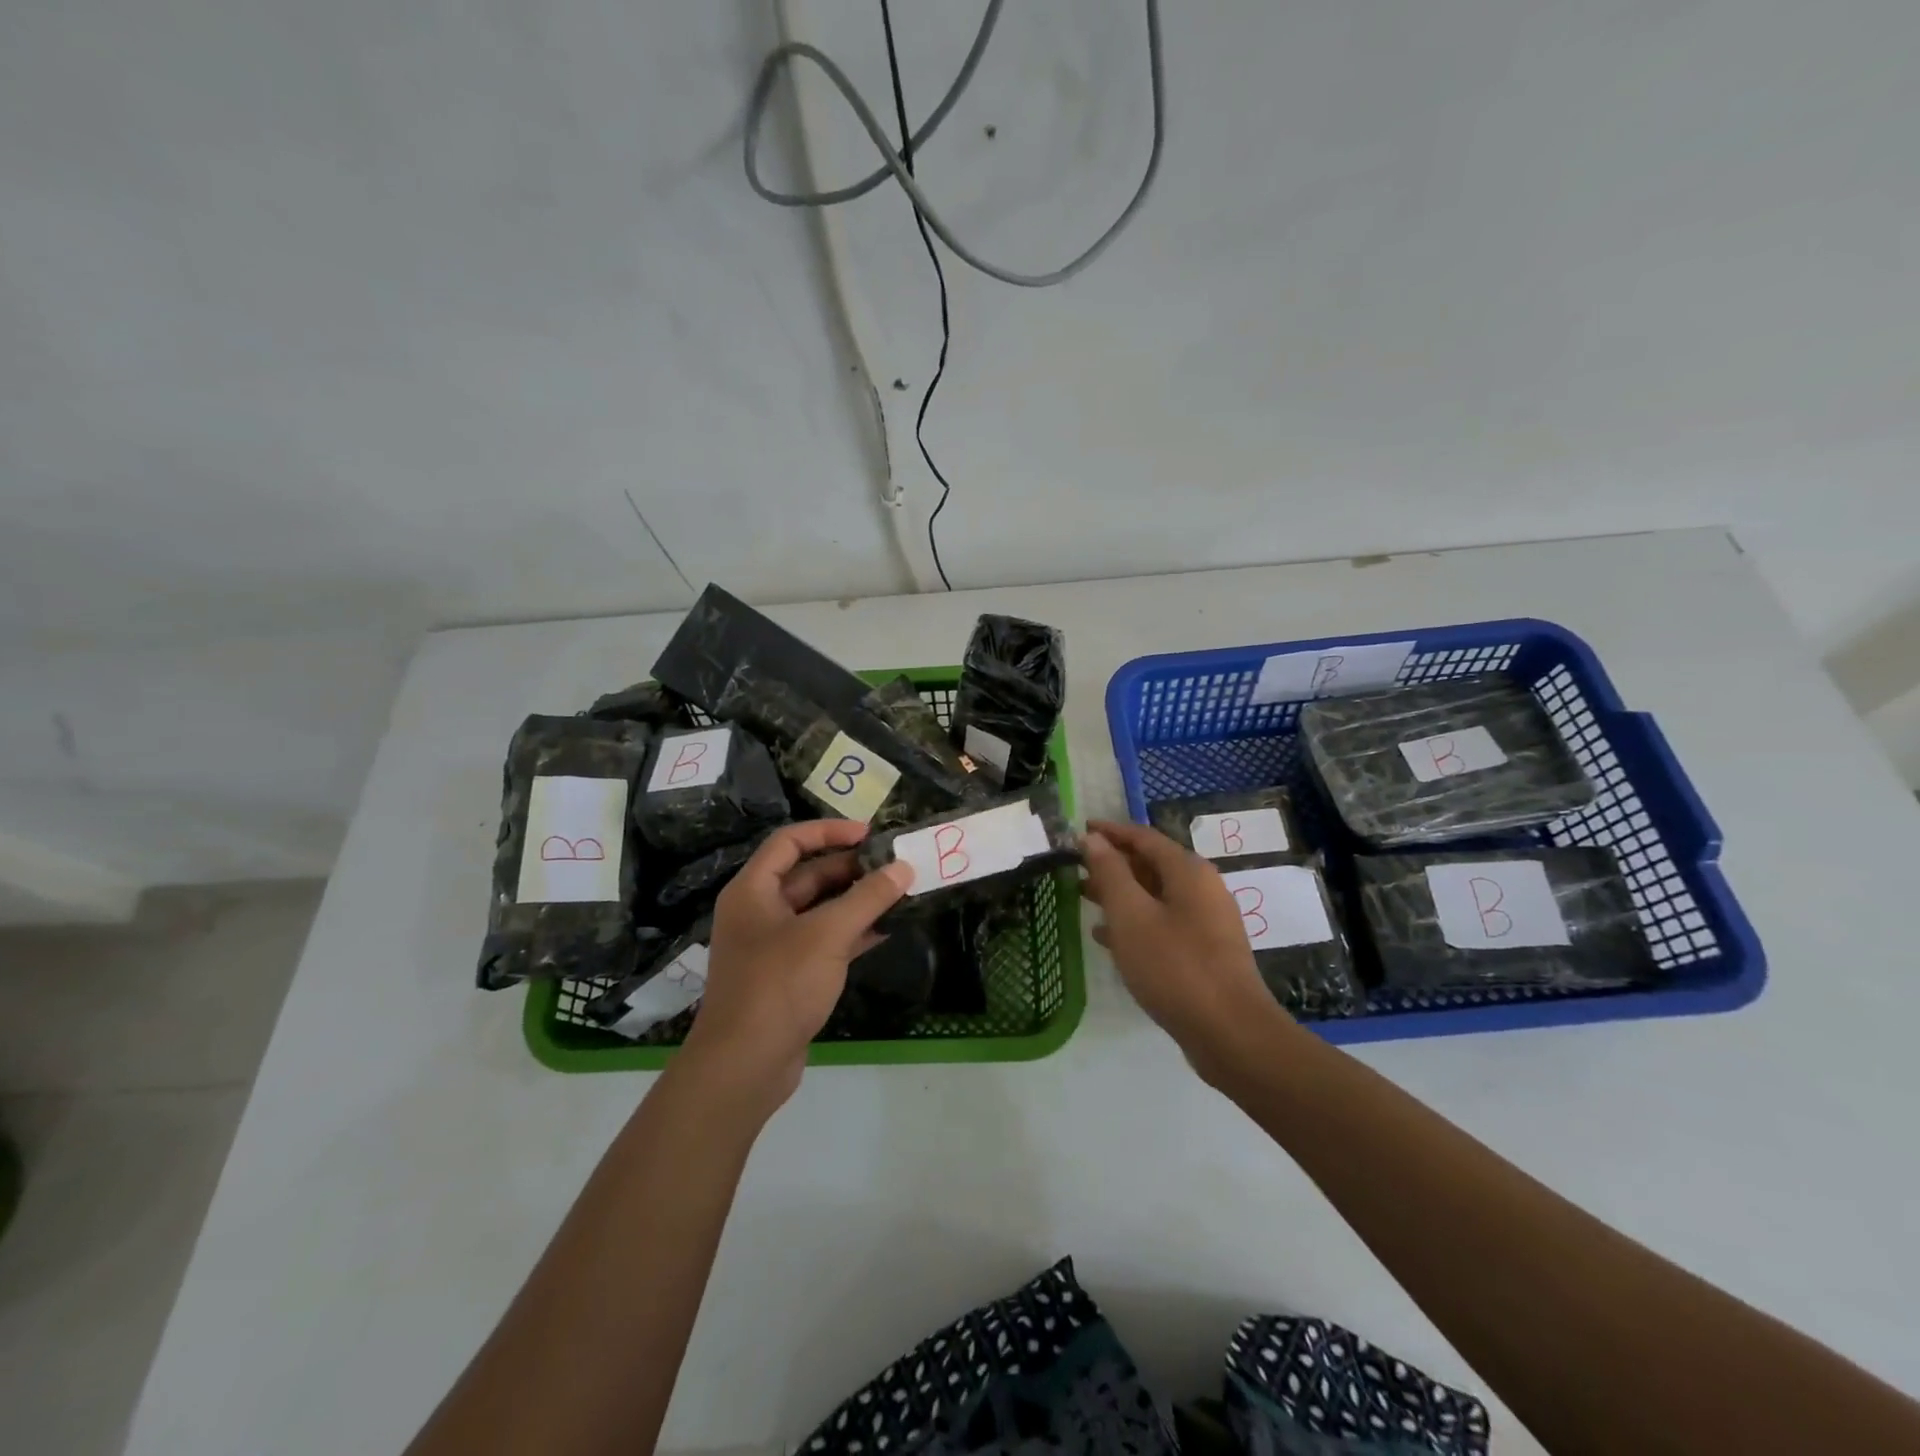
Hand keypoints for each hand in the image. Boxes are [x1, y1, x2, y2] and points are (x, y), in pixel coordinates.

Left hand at [684, 819, 914, 1108]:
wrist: (744, 1066)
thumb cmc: (779, 985)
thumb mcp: (827, 934)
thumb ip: (867, 897)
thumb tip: (903, 867)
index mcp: (753, 890)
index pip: (790, 841)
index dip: (829, 831)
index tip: (870, 834)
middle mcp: (759, 911)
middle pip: (807, 875)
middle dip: (850, 868)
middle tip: (894, 866)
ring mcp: (772, 945)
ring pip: (819, 910)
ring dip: (856, 901)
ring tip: (899, 893)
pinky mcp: (788, 975)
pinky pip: (824, 941)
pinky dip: (852, 932)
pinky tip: (886, 930)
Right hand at [1081, 819, 1288, 1073]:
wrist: (1231, 1034)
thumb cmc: (1175, 966)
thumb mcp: (1131, 915)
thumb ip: (1110, 872)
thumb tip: (1093, 839)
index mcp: (1188, 871)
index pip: (1143, 837)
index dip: (1110, 832)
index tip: (1079, 831)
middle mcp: (1202, 889)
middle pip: (1151, 864)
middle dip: (1112, 863)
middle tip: (1075, 867)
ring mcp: (1206, 922)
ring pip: (1155, 896)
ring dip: (1120, 894)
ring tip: (1083, 898)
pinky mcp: (1205, 952)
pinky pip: (1163, 923)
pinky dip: (1135, 922)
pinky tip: (1107, 938)